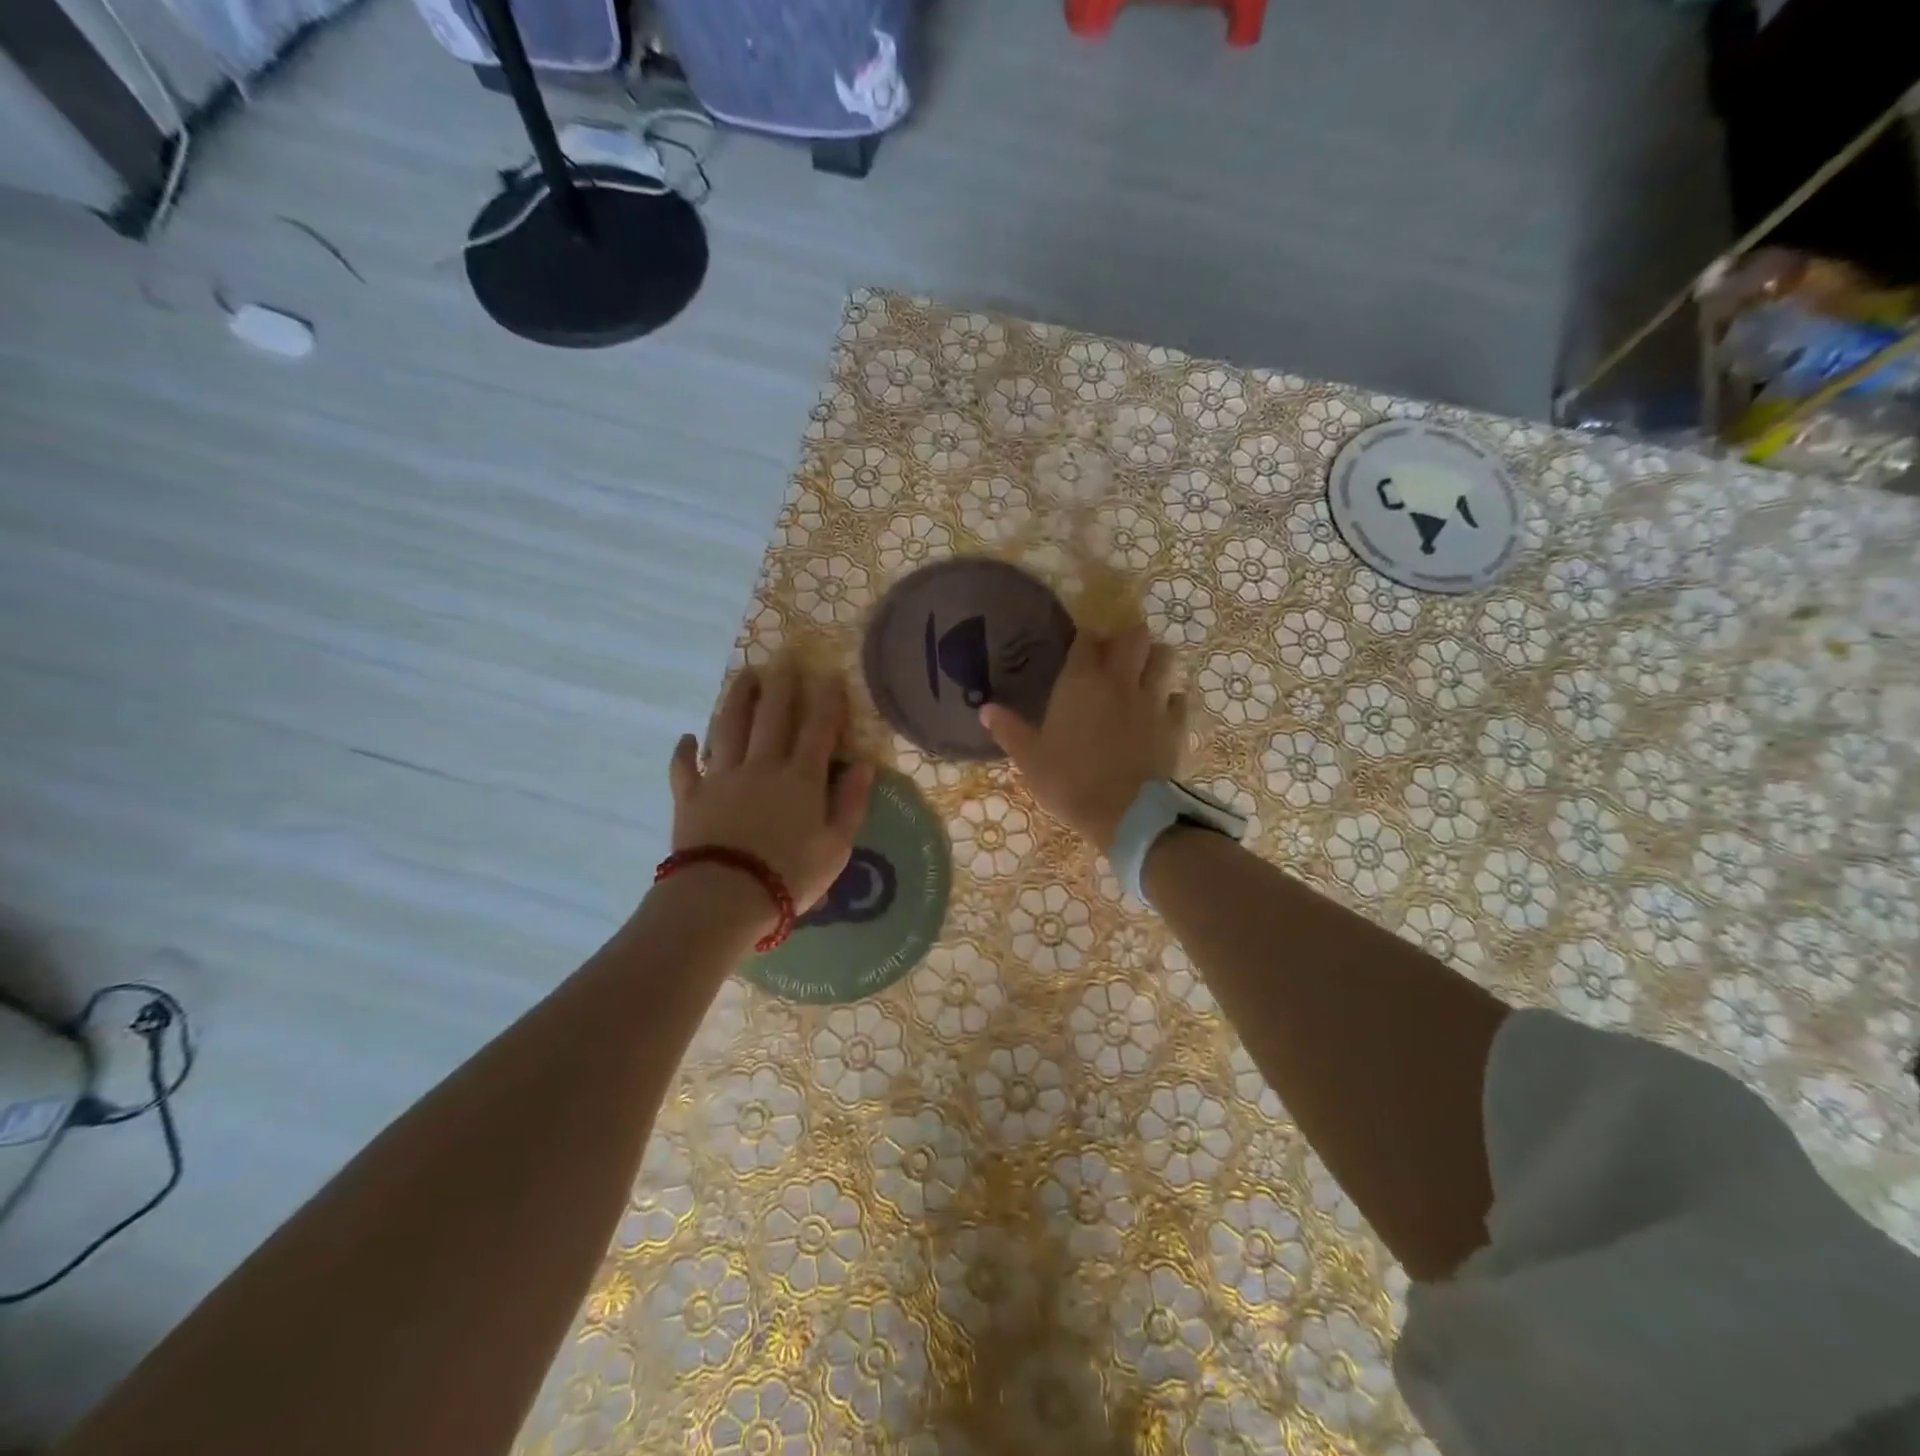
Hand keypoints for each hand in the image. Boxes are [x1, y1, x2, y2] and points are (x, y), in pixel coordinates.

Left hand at [668, 659, 873, 927]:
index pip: (818, 728)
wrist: (723, 898)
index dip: (826, 700)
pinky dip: (684, 751)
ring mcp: (722, 778)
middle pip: (772, 716)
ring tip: (744, 677)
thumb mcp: (836, 848)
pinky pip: (684, 768)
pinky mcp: (690, 797)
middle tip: (784, 662)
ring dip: (737, 699)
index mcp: (801, 778)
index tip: (829, 675)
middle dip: (781, 687)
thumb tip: (863, 767)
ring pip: (728, 727)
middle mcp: (762, 766)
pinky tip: (686, 738)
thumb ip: (850, 804)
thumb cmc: (789, 876)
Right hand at [980, 623, 1184, 854]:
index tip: (1078, 650)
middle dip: (1126, 640)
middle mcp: (1120, 680)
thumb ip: (1009, 729)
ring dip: (1154, 660)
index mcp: (1081, 681)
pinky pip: (1179, 698)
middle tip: (1114, 657)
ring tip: (1142, 675)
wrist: (1124, 813)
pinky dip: (1171, 699)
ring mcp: (1153, 700)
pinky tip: (1160, 711)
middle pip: (1135, 636)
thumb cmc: (1069, 781)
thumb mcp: (1030, 759)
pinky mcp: (1175, 724)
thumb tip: (985, 709)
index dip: (1084, 640)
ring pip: (1164, 658)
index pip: (1087, 638)